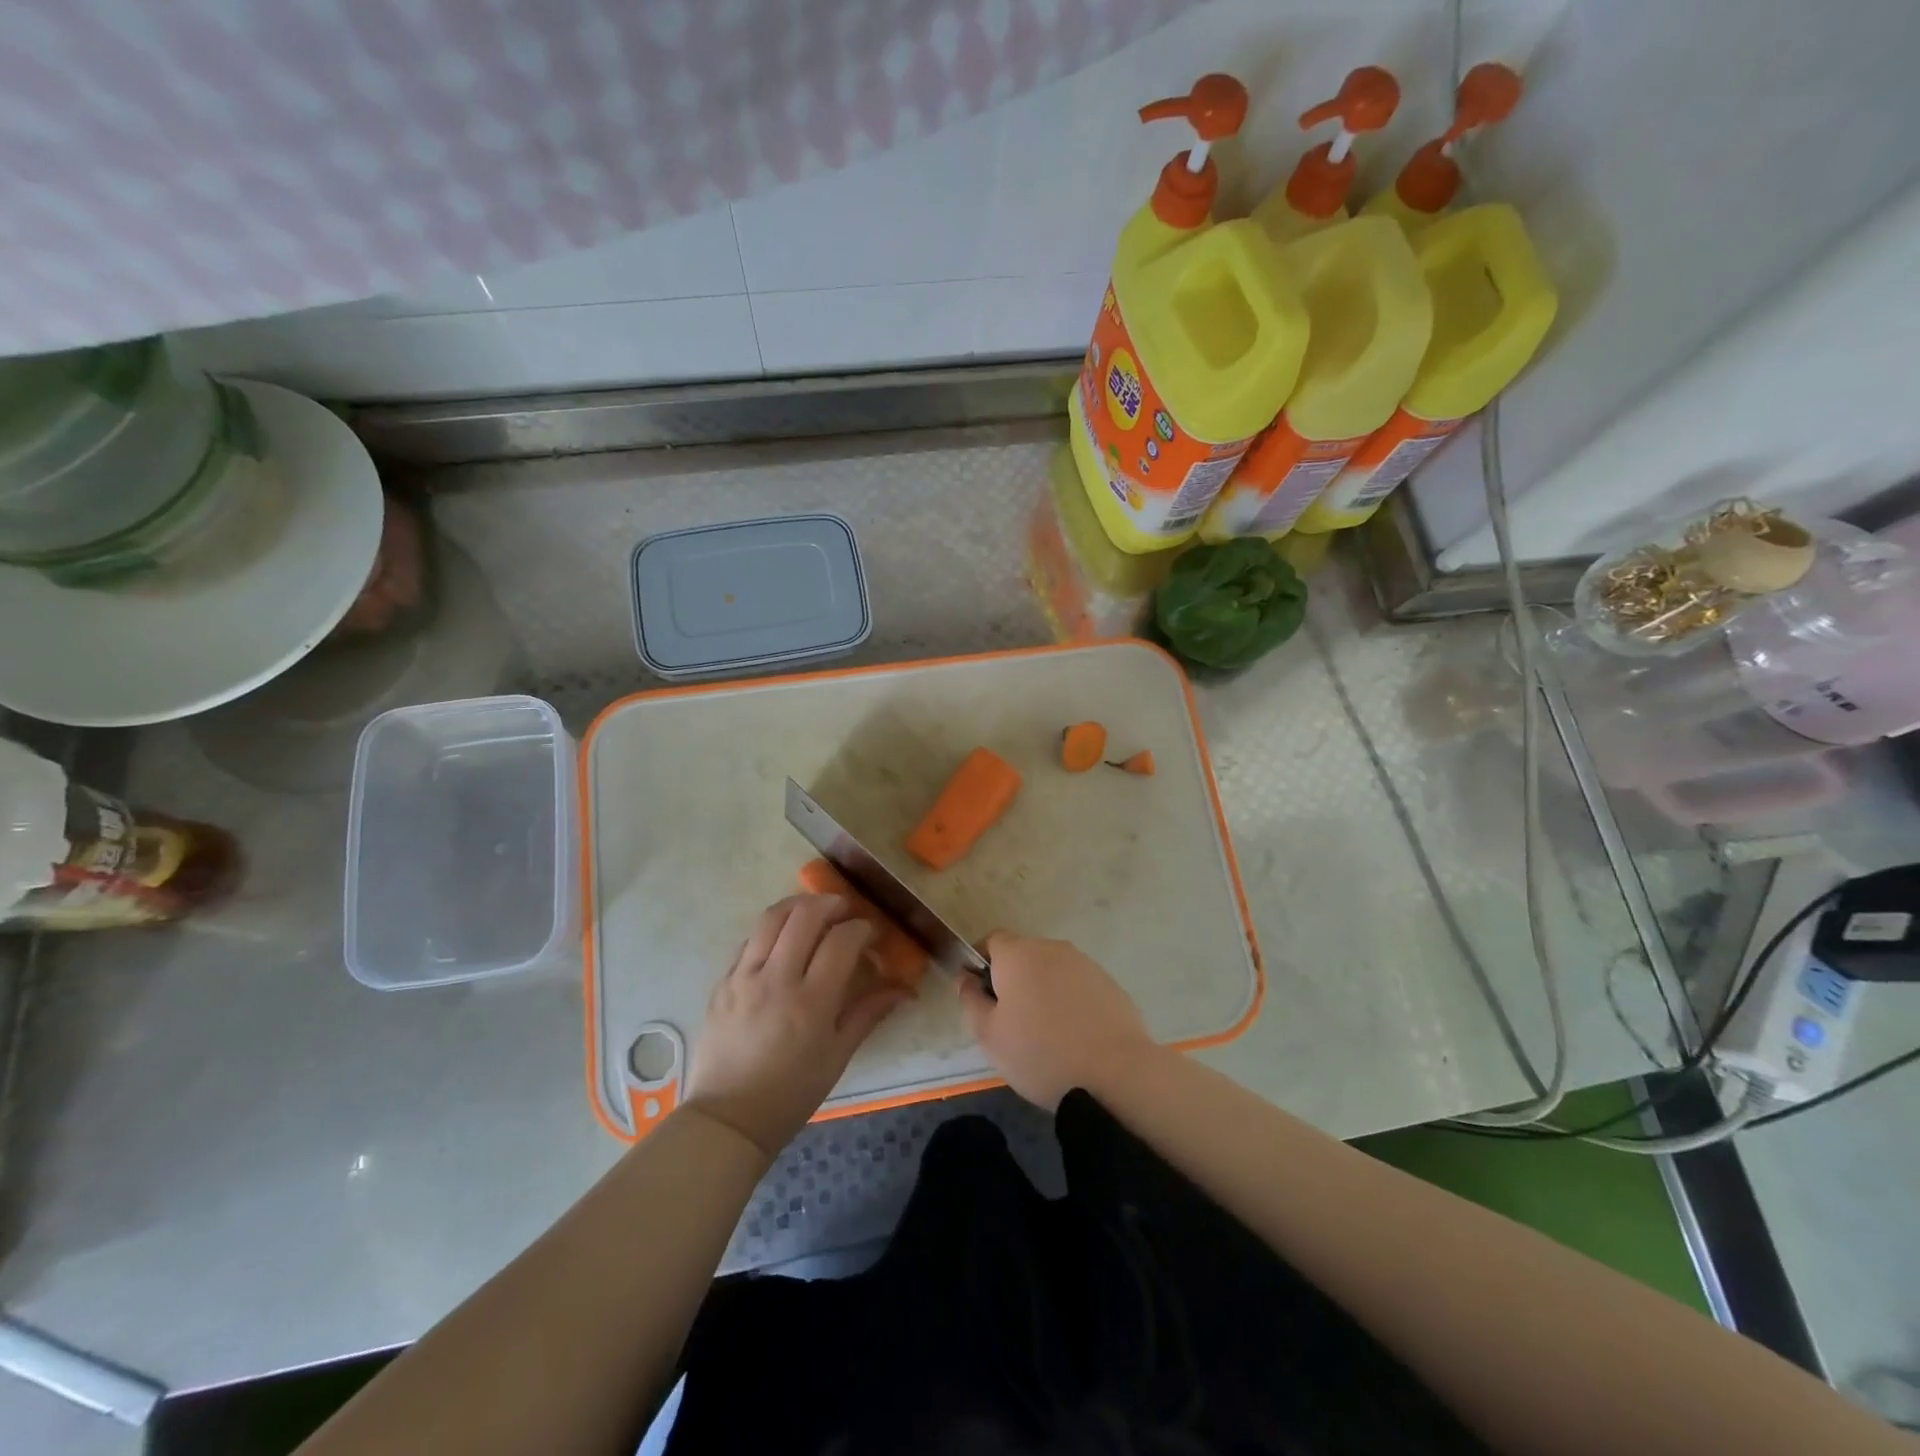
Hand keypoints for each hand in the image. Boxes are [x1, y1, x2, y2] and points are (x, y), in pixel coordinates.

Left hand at [686, 895, 910, 1158]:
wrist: (728, 1119)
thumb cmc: (792, 1093)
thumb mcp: (838, 1056)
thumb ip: (870, 1013)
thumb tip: (906, 989)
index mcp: (811, 1002)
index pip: (842, 941)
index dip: (862, 928)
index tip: (872, 934)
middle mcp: (776, 980)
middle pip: (805, 916)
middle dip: (832, 904)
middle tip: (846, 911)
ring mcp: (744, 977)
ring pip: (772, 917)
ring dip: (799, 905)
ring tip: (815, 911)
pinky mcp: (723, 981)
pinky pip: (750, 940)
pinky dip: (772, 929)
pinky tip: (784, 939)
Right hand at [959, 932, 1152, 1109]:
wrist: (1116, 1073)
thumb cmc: (1040, 1053)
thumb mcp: (989, 1035)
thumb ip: (971, 1000)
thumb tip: (966, 978)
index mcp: (1017, 955)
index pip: (991, 941)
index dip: (981, 963)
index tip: (981, 995)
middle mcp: (1051, 948)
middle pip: (1023, 955)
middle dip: (1013, 979)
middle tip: (1011, 1021)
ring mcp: (1084, 964)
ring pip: (1052, 970)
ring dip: (1043, 990)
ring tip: (1046, 1033)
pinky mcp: (1109, 983)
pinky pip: (1078, 986)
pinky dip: (1070, 1002)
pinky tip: (1075, 1036)